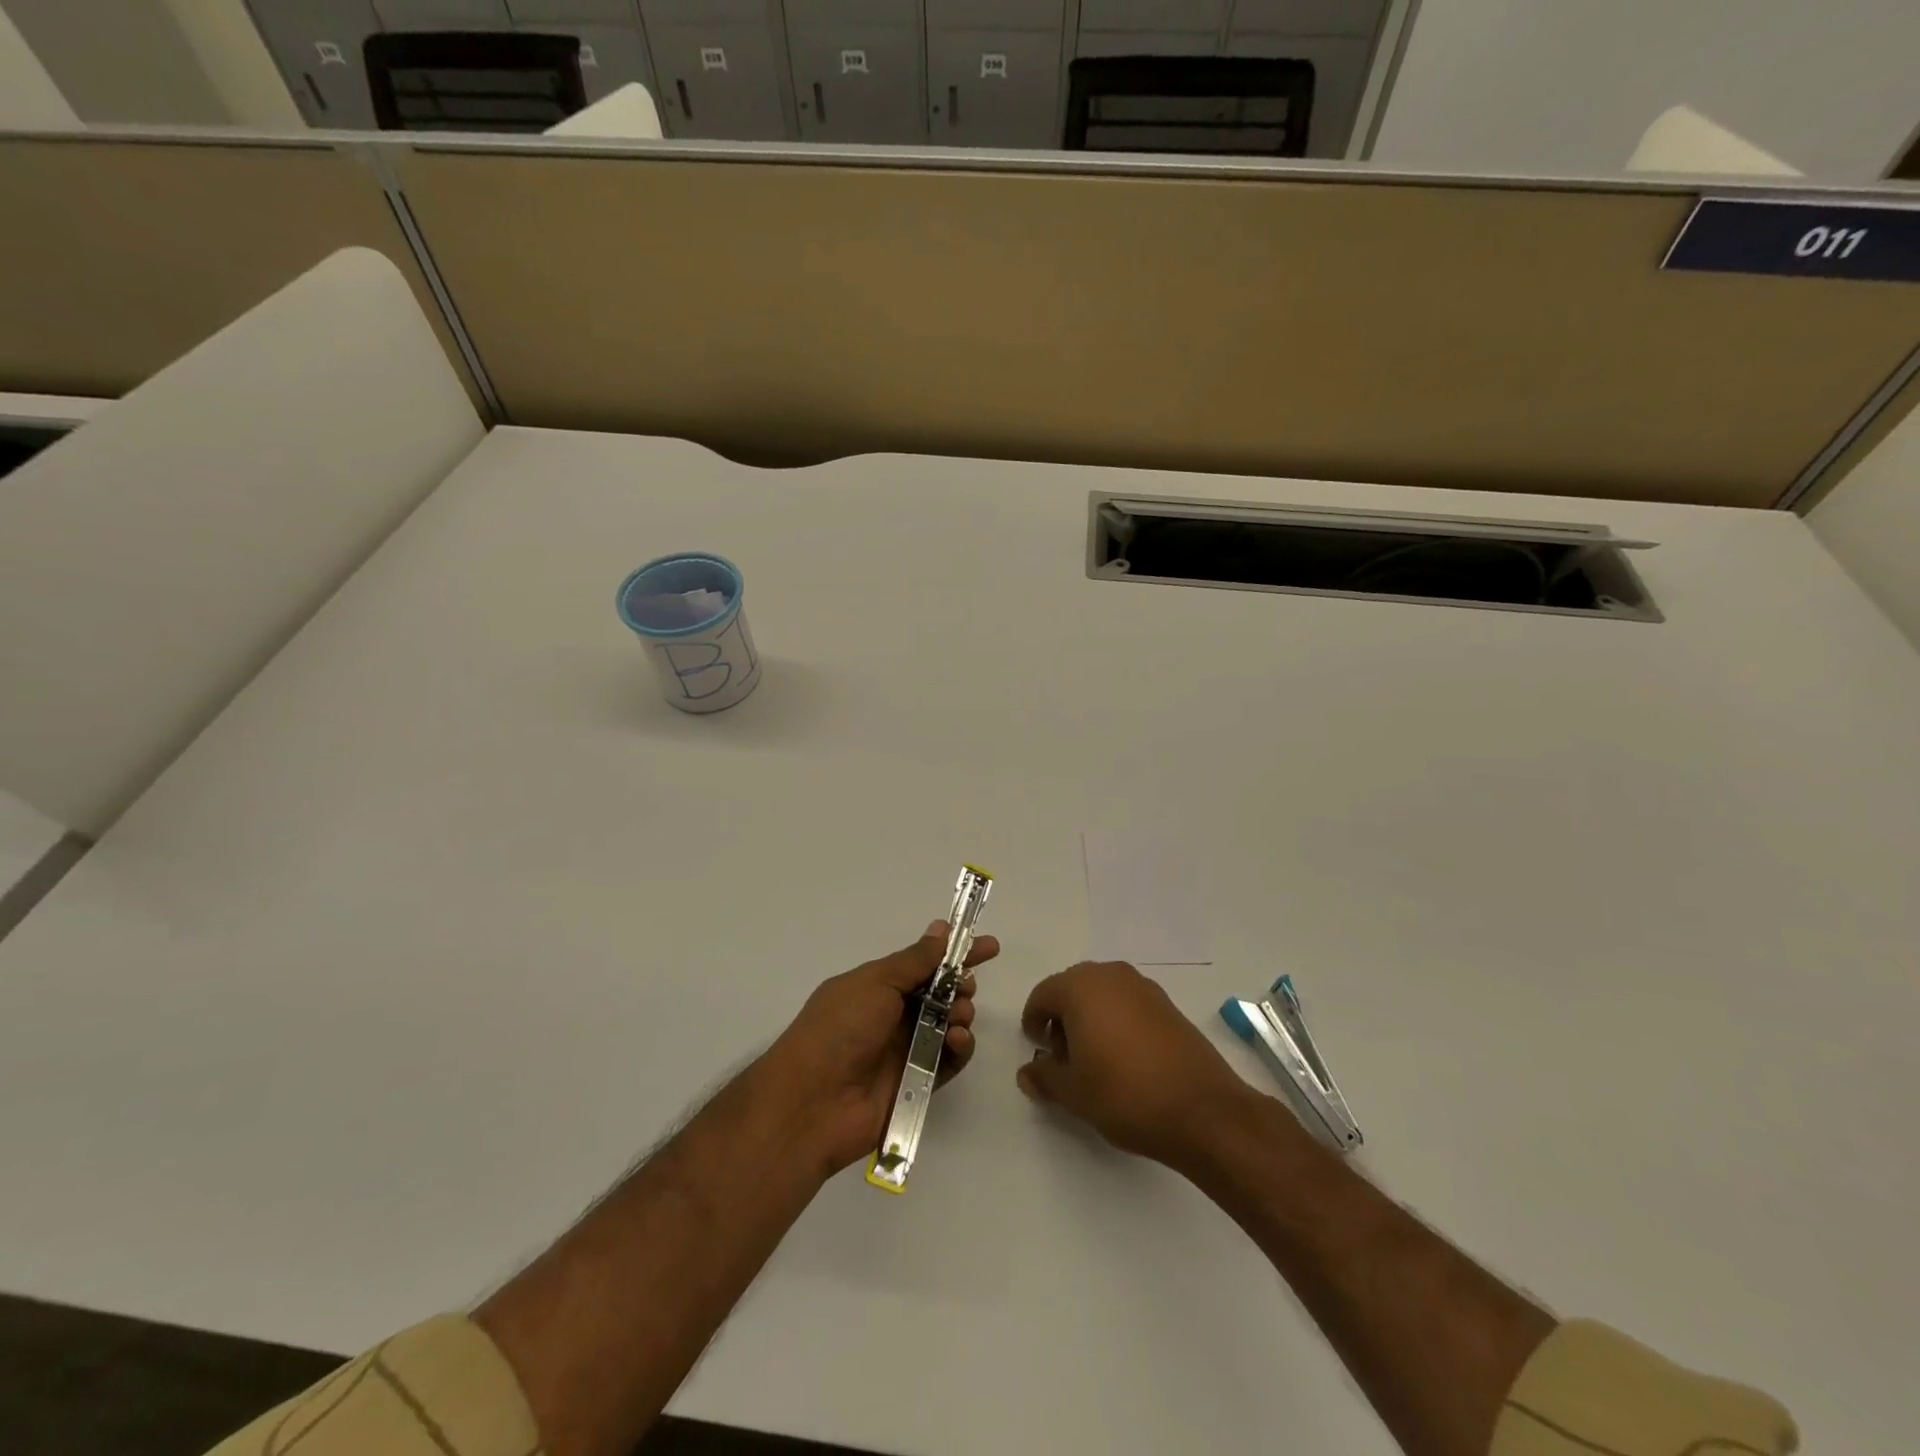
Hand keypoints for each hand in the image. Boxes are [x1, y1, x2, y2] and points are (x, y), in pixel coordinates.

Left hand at [755, 920, 999, 1180]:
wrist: (812, 1102)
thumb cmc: (838, 1029)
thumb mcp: (875, 982)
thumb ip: (914, 960)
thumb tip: (941, 928)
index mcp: (876, 986)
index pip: (922, 963)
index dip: (954, 952)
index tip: (989, 946)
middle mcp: (891, 1015)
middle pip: (939, 994)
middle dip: (960, 984)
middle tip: (966, 986)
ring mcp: (905, 1050)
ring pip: (948, 1024)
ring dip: (960, 1013)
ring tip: (958, 1015)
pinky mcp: (918, 1082)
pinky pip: (949, 1060)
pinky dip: (959, 1047)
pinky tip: (957, 1040)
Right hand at [1018, 960, 1265, 1170]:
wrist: (1202, 1110)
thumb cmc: (1125, 1094)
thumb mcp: (1073, 1093)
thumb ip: (1044, 1077)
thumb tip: (1027, 1072)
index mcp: (1081, 987)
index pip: (1043, 995)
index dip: (1034, 1023)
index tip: (1039, 1052)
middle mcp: (1110, 975)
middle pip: (1072, 988)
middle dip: (1061, 1017)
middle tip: (1063, 1056)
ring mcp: (1143, 987)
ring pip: (1102, 993)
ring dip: (1089, 1017)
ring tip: (1094, 1059)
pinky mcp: (1167, 1004)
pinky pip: (1128, 1002)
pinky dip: (1116, 1020)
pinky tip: (1124, 1057)